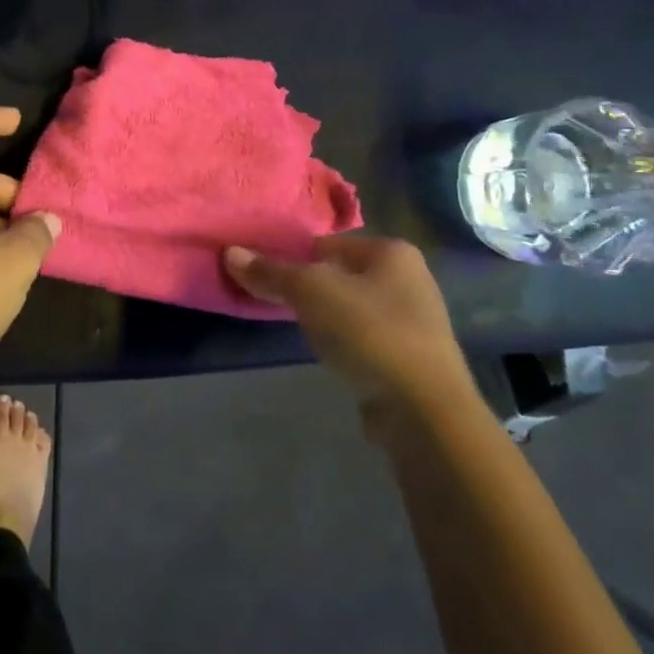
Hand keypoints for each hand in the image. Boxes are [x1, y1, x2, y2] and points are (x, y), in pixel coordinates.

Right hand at [223, 235, 477, 432]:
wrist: (423, 410)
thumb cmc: (368, 332)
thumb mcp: (310, 293)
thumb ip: (271, 272)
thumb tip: (230, 252)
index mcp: (392, 252)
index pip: (327, 243)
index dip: (293, 258)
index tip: (267, 277)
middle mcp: (410, 279)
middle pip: (340, 274)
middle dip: (309, 288)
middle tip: (277, 303)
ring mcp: (414, 321)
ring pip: (351, 308)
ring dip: (326, 317)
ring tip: (300, 331)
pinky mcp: (411, 358)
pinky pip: (364, 338)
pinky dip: (344, 343)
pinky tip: (329, 356)